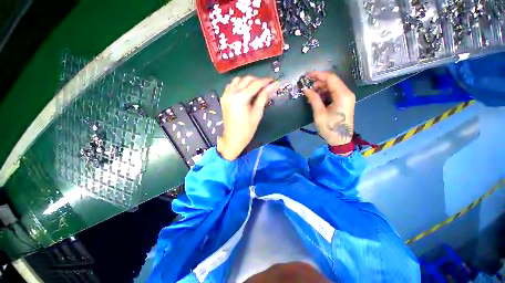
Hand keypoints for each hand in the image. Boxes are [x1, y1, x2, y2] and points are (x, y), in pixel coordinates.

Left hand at [217, 76, 278, 160]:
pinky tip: (244, 91)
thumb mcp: (257, 113)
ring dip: (248, 81)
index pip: (256, 84)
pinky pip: (231, 85)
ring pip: (238, 80)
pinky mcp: (224, 98)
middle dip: (258, 80)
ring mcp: (226, 95)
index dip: (266, 81)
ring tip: (256, 89)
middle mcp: (232, 93)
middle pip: (247, 79)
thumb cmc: (247, 129)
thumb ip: (264, 97)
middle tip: (266, 87)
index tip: (274, 80)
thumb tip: (273, 85)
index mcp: (241, 98)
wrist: (233, 138)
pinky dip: (239, 85)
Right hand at [303, 71, 355, 146]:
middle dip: (319, 82)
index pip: (331, 78)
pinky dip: (325, 93)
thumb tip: (306, 89)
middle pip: (333, 81)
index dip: (318, 75)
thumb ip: (313, 99)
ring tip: (311, 94)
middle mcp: (347, 93)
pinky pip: (334, 92)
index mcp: (342, 95)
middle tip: (308, 88)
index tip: (307, 76)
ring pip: (333, 86)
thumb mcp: (319, 113)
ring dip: (321, 88)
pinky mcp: (344, 102)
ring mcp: (347, 97)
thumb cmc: (330, 128)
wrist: (341, 139)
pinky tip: (318, 98)